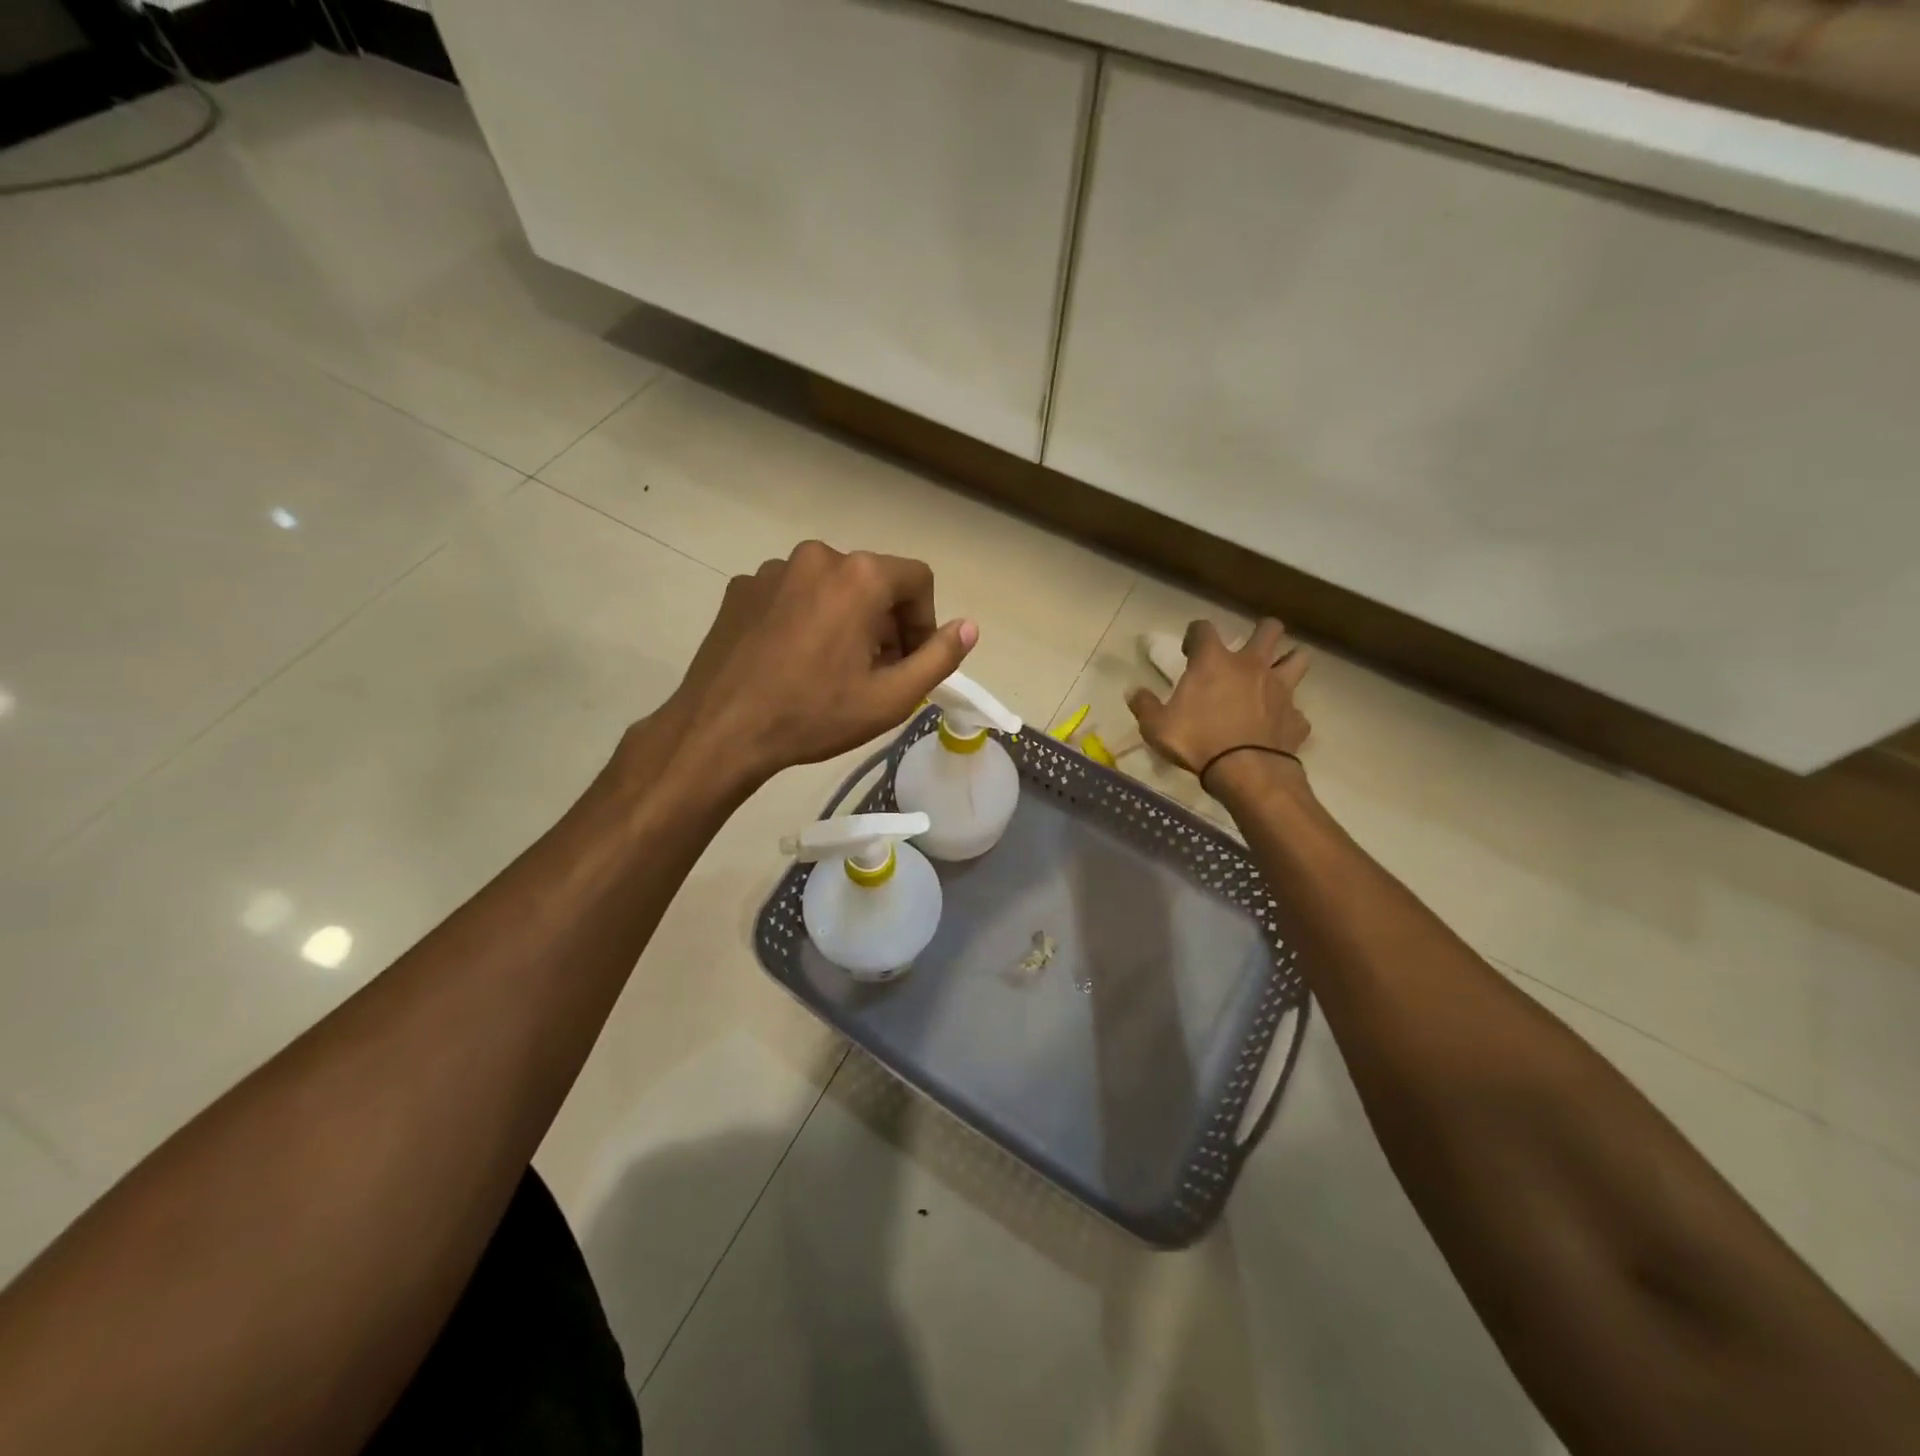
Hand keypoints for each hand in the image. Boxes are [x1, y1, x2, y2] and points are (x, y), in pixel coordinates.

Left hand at [662, 541, 975, 787]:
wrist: (721, 730)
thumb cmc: (814, 715)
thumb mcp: (891, 698)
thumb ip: (939, 657)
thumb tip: (969, 626)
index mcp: (859, 575)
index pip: (917, 580)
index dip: (925, 622)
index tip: (911, 662)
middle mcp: (817, 556)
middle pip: (873, 581)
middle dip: (885, 623)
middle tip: (876, 672)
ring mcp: (772, 569)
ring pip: (831, 587)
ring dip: (845, 620)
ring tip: (832, 670)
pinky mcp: (741, 588)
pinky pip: (792, 595)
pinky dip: (806, 619)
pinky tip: (792, 661)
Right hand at [1126, 619, 1310, 785]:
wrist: (1246, 772)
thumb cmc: (1198, 742)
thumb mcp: (1157, 727)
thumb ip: (1144, 706)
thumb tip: (1134, 692)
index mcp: (1214, 662)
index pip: (1204, 628)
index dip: (1195, 634)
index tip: (1189, 651)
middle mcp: (1251, 666)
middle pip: (1269, 629)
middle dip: (1261, 633)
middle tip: (1247, 650)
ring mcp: (1280, 689)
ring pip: (1298, 658)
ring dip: (1288, 661)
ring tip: (1276, 674)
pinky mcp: (1296, 717)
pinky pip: (1297, 710)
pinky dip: (1288, 714)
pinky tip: (1277, 725)